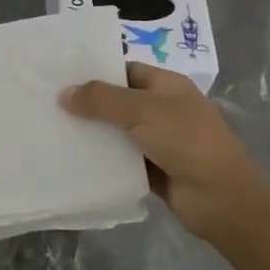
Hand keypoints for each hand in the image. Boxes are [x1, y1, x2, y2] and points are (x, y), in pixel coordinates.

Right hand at [61, 63, 269, 240]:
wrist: (221, 198)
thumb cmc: (186, 140)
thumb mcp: (142, 110)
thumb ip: (101, 100)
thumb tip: (63, 94)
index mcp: (167, 86)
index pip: (125, 70)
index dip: (96, 72)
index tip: (61, 77)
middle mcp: (163, 110)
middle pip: (118, 102)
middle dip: (87, 104)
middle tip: (48, 105)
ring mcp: (158, 141)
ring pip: (116, 132)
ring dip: (92, 134)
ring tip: (53, 131)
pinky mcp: (152, 170)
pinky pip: (120, 160)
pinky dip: (101, 160)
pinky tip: (72, 159)